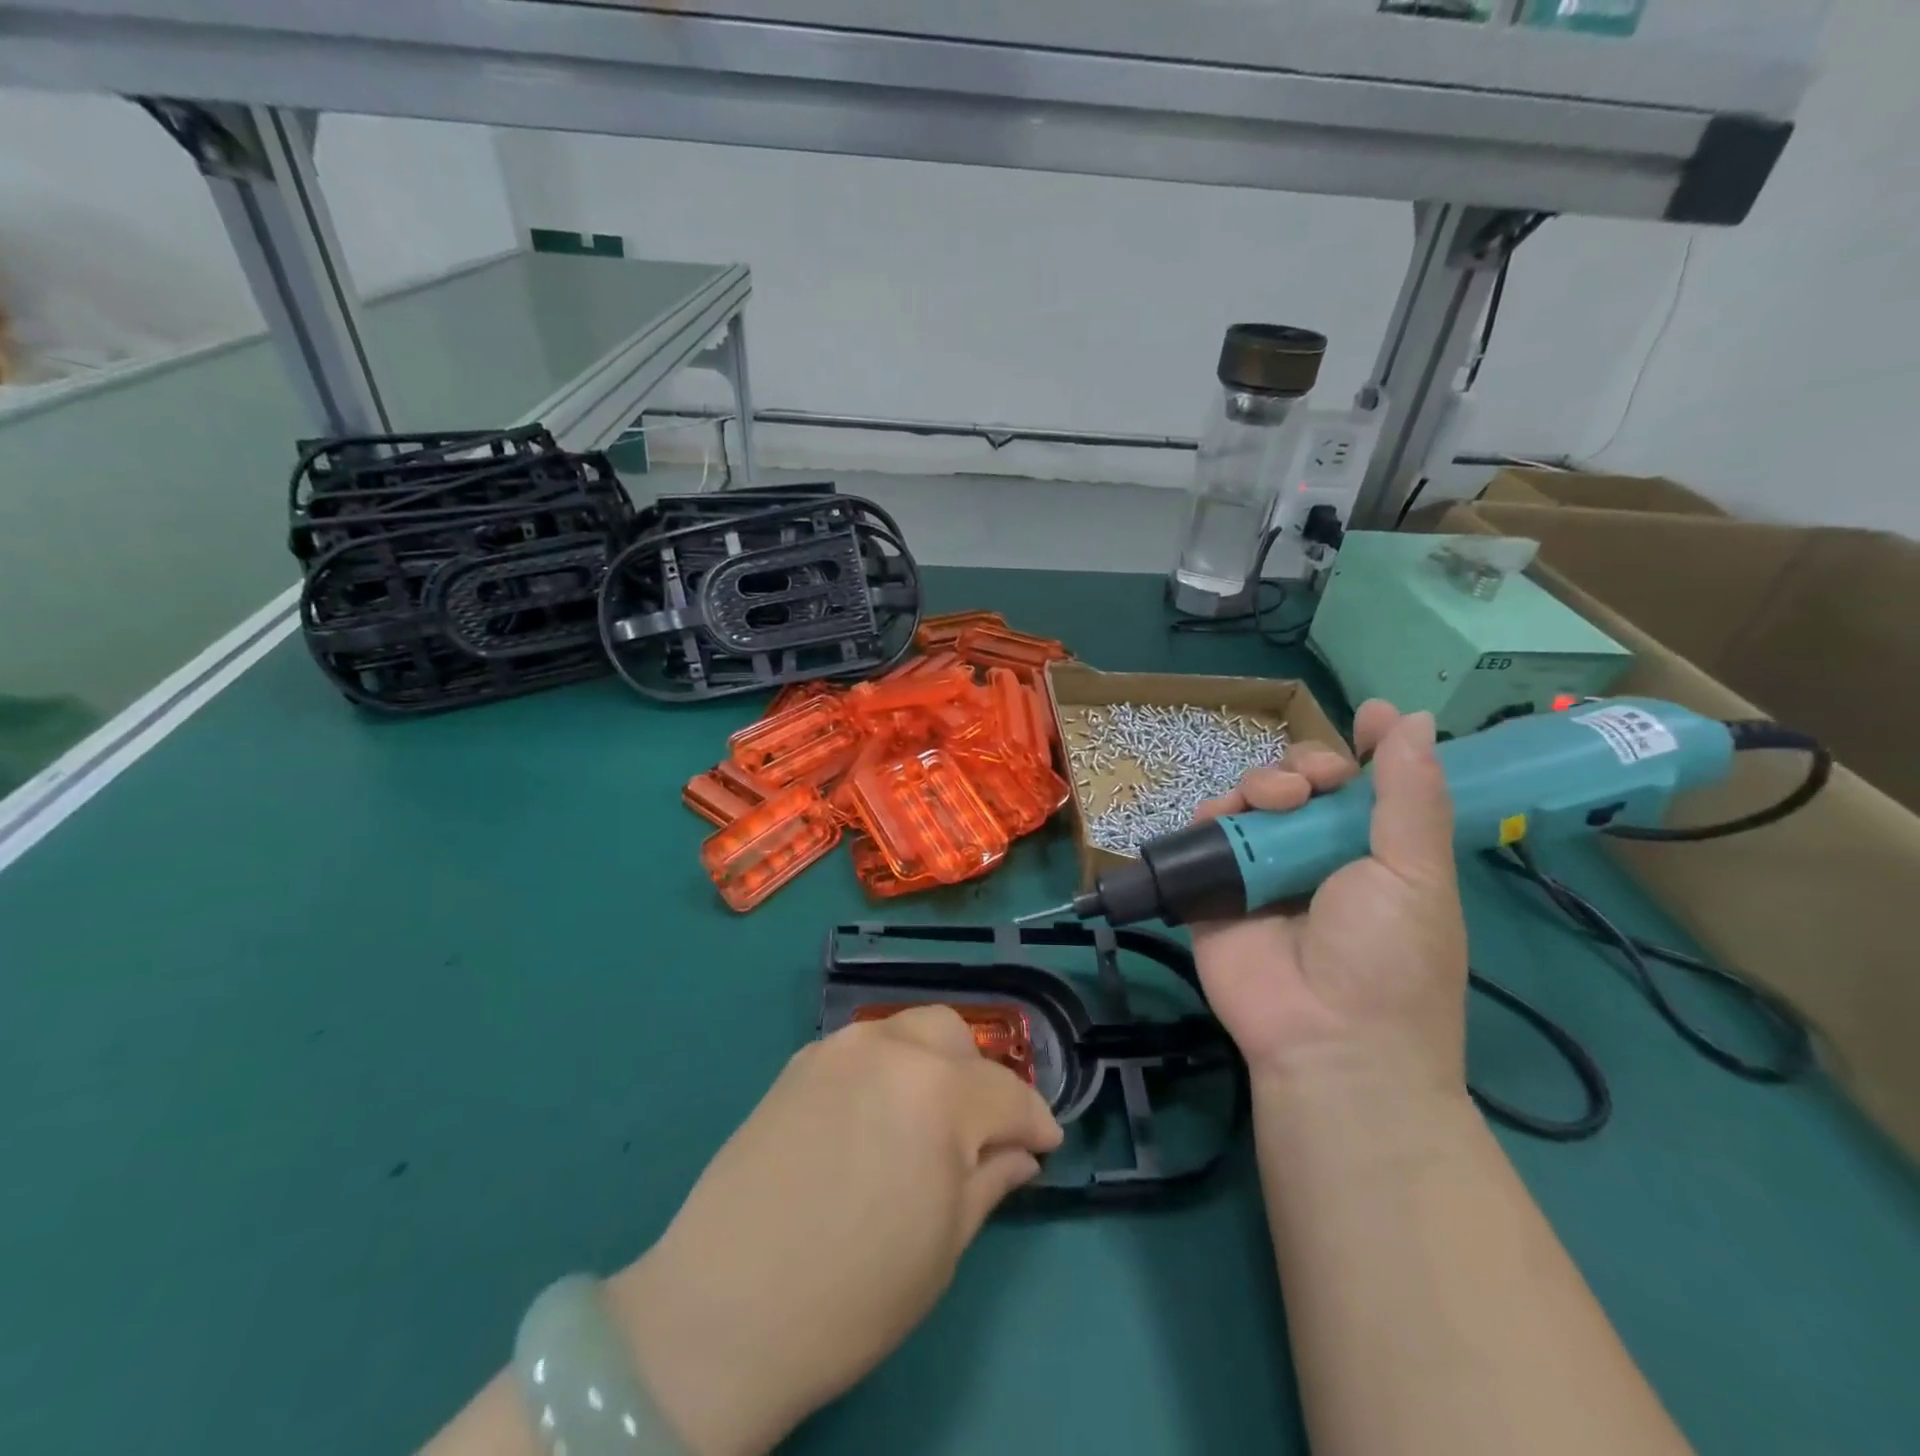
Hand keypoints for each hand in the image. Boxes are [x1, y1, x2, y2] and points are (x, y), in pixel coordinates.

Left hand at [606, 1007, 1062, 1455]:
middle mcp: (890, 1048)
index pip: (1008, 1093)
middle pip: (955, 1037)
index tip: (1045, 1146)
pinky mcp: (797, 1063)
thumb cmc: (854, 1292)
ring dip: (932, 1064)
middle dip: (980, 1077)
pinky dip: (886, 1069)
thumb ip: (990, 1181)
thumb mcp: (944, 1245)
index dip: (1035, 1122)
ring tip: (926, 1120)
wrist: (722, 1309)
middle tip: (979, 1131)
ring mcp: (837, 1049)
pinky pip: (861, 1049)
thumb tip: (1020, 1153)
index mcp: (939, 1090)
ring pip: (906, 1031)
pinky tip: (873, 1117)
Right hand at [1190, 701, 1467, 1095]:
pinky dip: (1210, 814)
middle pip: (1304, 782)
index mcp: (1375, 851)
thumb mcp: (1416, 872)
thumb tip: (1417, 718)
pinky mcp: (1216, 887)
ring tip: (1272, 803)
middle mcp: (1317, 854)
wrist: (1326, 1039)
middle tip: (1313, 784)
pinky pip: (1205, 834)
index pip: (1368, 784)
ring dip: (1262, 784)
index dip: (1367, 748)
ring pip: (1253, 800)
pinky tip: (1223, 815)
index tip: (1367, 718)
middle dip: (1307, 765)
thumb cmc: (1389, 957)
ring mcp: (1263, 870)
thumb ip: (1409, 794)